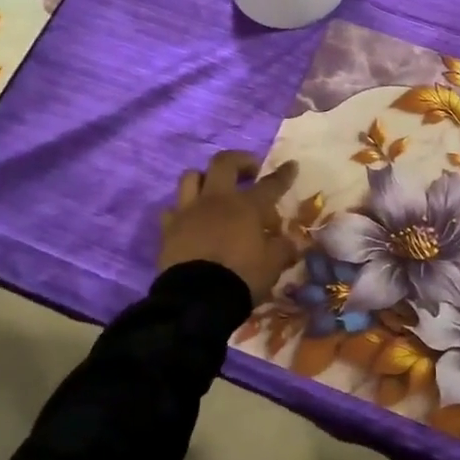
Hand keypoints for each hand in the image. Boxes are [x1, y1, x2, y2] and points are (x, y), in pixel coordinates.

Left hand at [158, 151, 298, 303]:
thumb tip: (289, 241)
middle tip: (249, 170)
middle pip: (224, 163)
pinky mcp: (169, 228)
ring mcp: (189, 211)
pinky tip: (190, 219)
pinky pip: (172, 209)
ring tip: (213, 189)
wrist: (197, 298)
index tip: (291, 164)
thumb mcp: (272, 265)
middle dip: (239, 160)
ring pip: (191, 177)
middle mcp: (216, 200)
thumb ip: (282, 248)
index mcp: (247, 206)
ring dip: (204, 178)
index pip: (270, 184)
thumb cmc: (242, 277)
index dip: (283, 174)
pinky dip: (182, 210)